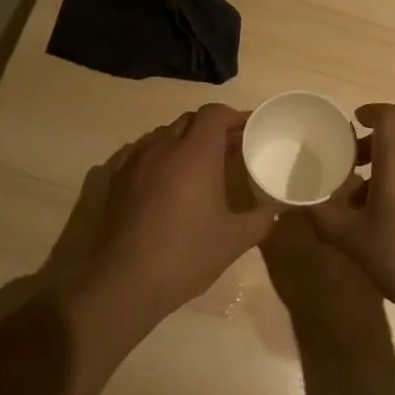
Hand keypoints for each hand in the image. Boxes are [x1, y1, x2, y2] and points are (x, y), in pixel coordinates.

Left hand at [74, 104, 276, 325]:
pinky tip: (165, 179)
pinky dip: (159, 155)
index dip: (233, 116)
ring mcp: (135, 161)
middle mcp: (164, 147)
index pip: (214, 113)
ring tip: (198, 164)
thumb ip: (262, 217)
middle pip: (190, 120)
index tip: (248, 130)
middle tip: (229, 149)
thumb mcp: (235, 239)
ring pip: (164, 134)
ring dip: (184, 140)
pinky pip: (141, 152)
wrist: (126, 281)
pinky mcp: (116, 177)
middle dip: (211, 128)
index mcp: (196, 154)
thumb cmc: (187, 255)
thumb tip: (278, 206)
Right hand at [309, 103, 394, 313]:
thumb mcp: (351, 238)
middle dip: (371, 147)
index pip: (388, 115)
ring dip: (386, 169)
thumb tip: (304, 207)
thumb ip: (324, 217)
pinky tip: (390, 218)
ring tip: (362, 201)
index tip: (353, 122)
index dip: (370, 112)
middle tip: (348, 166)